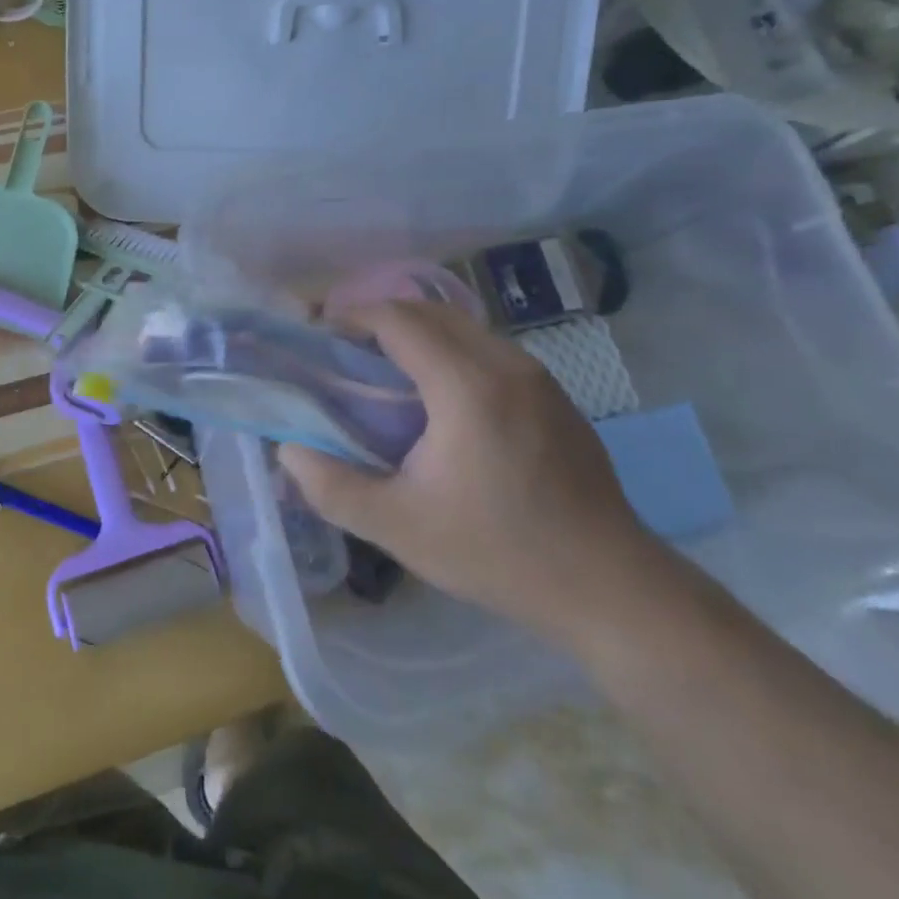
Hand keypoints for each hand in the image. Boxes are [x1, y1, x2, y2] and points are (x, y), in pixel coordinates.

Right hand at [278, 301, 670, 645]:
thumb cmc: (497, 552)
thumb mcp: (399, 528)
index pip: (399, 319)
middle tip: (344, 351)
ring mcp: (539, 378)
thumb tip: (288, 451)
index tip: (319, 333)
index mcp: (466, 385)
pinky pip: (490, 350)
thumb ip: (332, 487)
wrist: (610, 587)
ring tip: (385, 372)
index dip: (352, 316)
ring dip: (418, 334)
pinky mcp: (556, 397)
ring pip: (464, 328)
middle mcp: (506, 364)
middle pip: (431, 312)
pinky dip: (450, 352)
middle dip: (381, 319)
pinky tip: (439, 399)